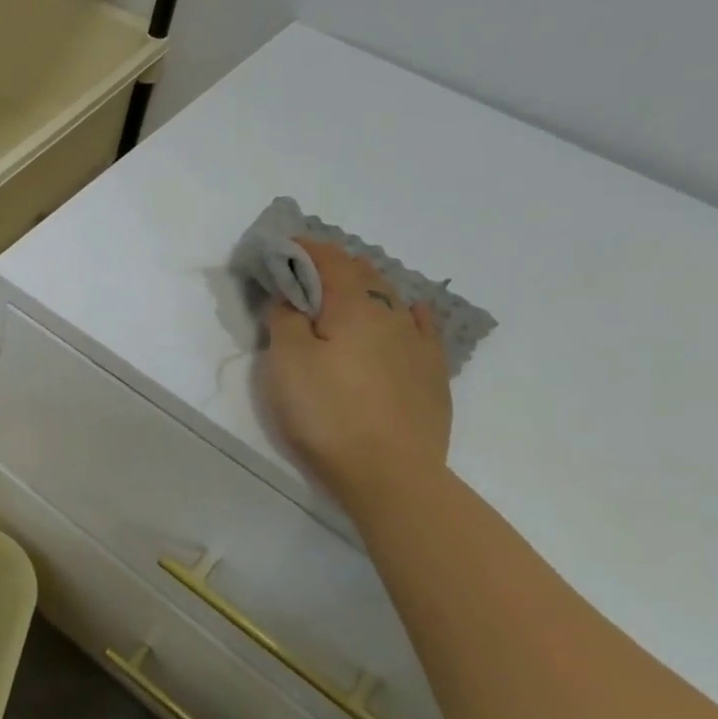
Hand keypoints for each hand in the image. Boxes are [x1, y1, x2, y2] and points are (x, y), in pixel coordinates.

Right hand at [258, 239, 451, 506]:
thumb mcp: (287, 362)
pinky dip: (407, 312)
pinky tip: (410, 311)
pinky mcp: (432, 374)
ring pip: (393, 298)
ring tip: (347, 291)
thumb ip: (285, 320)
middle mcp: (392, 315)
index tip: (286, 246)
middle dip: (335, 266)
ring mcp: (419, 344)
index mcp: (354, 307)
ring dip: (367, 287)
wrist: (390, 473)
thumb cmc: (327, 413)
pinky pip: (422, 328)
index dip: (307, 249)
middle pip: (364, 275)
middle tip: (308, 272)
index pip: (331, 261)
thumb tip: (291, 298)